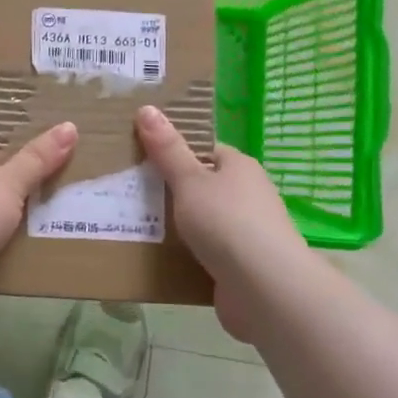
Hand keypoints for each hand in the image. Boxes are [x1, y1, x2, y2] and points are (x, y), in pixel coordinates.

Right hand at [135, 105, 306, 342]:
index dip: (176, 152)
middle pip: (204, 186)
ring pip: (205, 221)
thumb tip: (147, 108)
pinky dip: (188, 254)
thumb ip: (167, 149)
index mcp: (240, 167)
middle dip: (173, 191)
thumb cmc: (226, 222)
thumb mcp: (189, 180)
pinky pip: (208, 252)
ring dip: (179, 226)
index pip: (205, 151)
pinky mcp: (242, 266)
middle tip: (132, 193)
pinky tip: (161, 258)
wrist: (265, 289)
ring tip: (137, 225)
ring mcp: (248, 233)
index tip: (143, 159)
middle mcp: (249, 196)